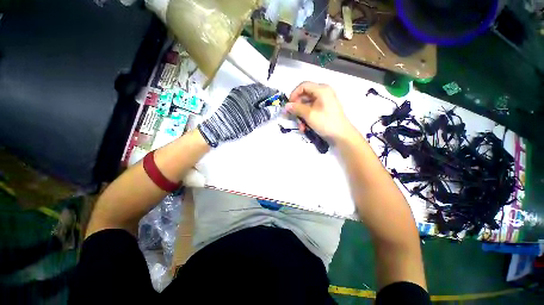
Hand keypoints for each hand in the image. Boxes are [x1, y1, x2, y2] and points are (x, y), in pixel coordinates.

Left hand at [198, 83, 279, 146]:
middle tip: (274, 104)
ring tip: (267, 106)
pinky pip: (247, 96)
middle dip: (268, 96)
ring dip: (261, 98)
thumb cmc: (238, 123)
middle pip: (259, 89)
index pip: (265, 90)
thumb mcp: (255, 119)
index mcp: (248, 93)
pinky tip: (256, 107)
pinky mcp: (233, 99)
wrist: (218, 128)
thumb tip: (278, 108)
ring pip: (253, 93)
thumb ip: (267, 113)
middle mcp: (242, 90)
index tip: (281, 99)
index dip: (274, 94)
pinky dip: (254, 100)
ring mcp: (236, 94)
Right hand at [287, 82, 354, 141]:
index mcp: (321, 90)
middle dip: (297, 108)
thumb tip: (286, 106)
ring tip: (301, 126)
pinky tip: (305, 127)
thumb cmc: (326, 122)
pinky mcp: (323, 110)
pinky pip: (311, 111)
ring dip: (301, 116)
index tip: (289, 105)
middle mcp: (322, 93)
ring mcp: (323, 102)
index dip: (294, 94)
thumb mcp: (309, 115)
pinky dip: (306, 118)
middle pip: (304, 96)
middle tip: (292, 117)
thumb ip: (296, 109)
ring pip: (306, 105)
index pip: (303, 86)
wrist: (341, 135)